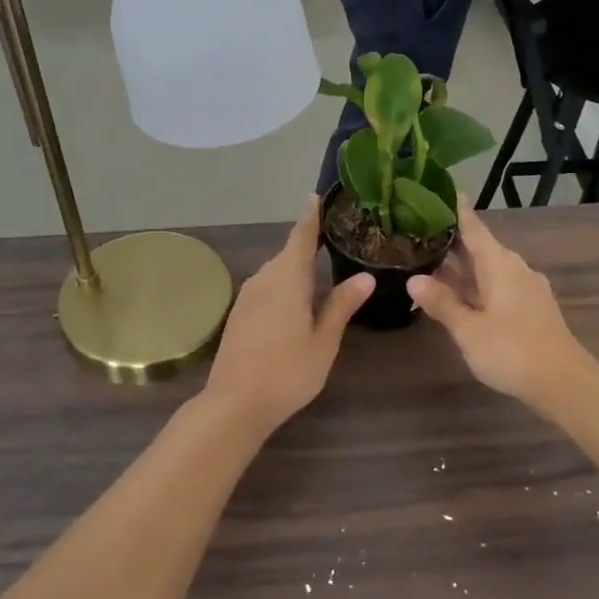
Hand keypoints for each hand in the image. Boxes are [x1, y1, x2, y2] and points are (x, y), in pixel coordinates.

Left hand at [204, 198, 374, 432]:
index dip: (311, 216)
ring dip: (296, 266)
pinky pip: (267, 287)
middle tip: (335, 235)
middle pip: (288, 253)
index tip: (317, 196)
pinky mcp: (240, 314)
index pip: (301, 236)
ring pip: (277, 272)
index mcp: (287, 278)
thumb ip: (341, 305)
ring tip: (321, 265)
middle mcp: (264, 279)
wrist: (234, 403)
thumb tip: (365, 276)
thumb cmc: (287, 371)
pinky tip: (297, 298)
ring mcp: (248, 297)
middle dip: (308, 242)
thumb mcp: (323, 341)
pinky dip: (284, 284)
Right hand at [407, 200, 595, 407]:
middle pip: (480, 248)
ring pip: (488, 270)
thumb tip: (413, 279)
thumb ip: (442, 303)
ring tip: (430, 265)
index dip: (457, 210)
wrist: (564, 383)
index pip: (474, 227)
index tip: (441, 191)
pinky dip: (476, 287)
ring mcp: (526, 290)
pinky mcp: (532, 310)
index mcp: (500, 264)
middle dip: (452, 242)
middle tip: (419, 233)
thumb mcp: (469, 329)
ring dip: (462, 269)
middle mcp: (515, 269)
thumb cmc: (512, 350)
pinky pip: (497, 287)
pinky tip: (459, 297)